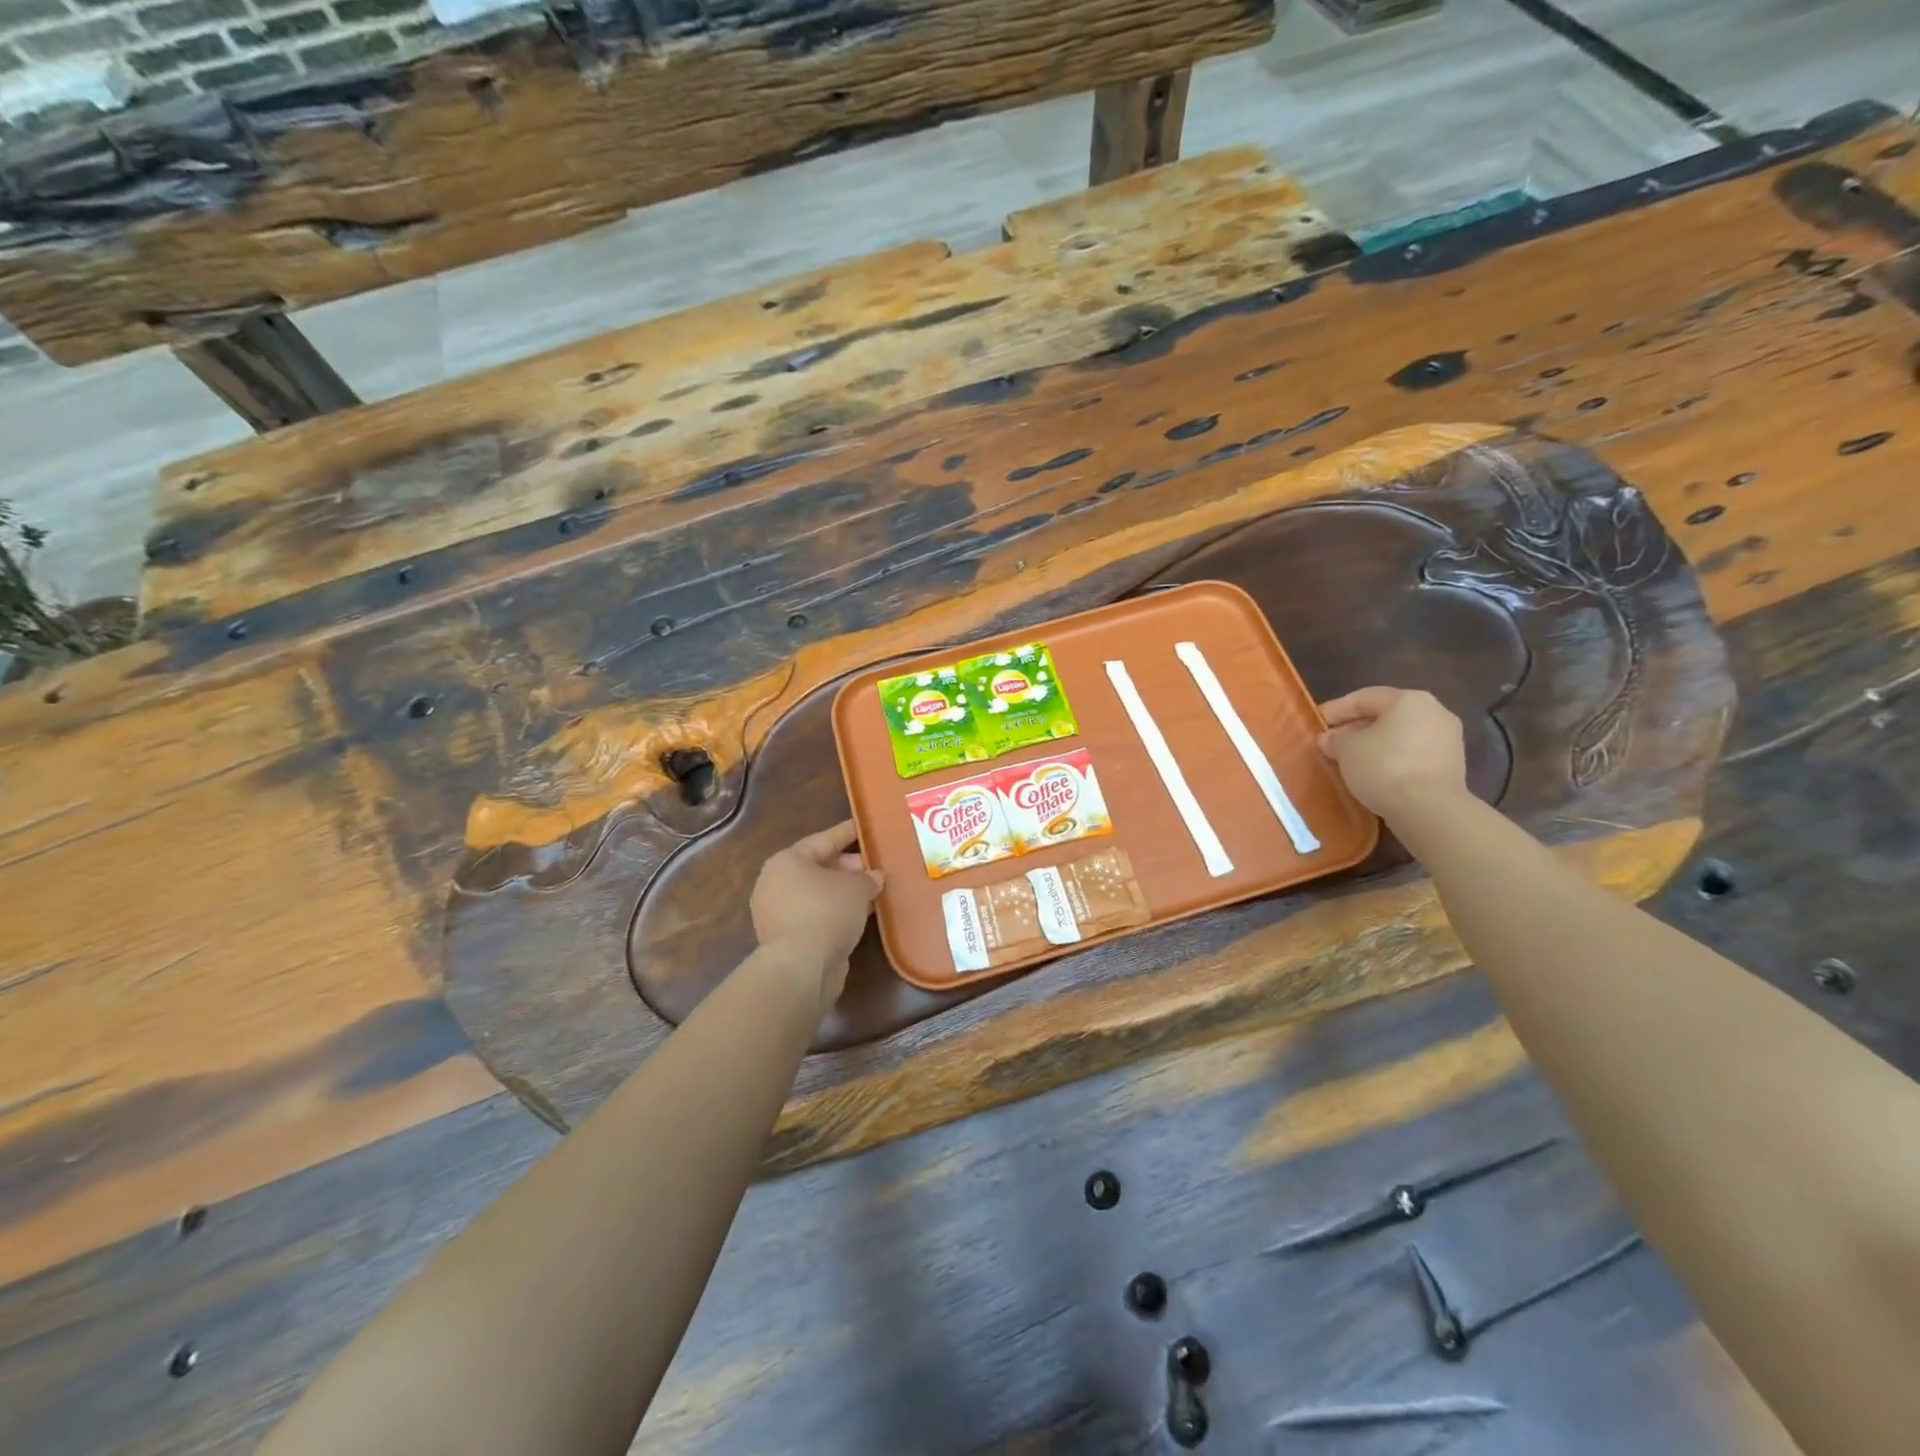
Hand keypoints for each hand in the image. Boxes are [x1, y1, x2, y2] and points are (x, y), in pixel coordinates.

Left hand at [750, 820, 883, 1013]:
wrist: (801, 967)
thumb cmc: (827, 912)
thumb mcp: (856, 888)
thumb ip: (868, 878)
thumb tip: (875, 877)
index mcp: (787, 861)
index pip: (823, 839)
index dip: (847, 833)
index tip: (865, 827)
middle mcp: (776, 882)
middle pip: (818, 867)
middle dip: (849, 866)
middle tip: (875, 866)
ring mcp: (777, 912)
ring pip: (817, 893)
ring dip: (843, 892)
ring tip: (872, 891)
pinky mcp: (784, 938)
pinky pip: (815, 915)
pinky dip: (836, 912)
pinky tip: (859, 915)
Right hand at [1317, 687, 1467, 824]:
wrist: (1429, 809)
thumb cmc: (1384, 766)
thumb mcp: (1346, 749)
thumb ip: (1335, 739)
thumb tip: (1330, 738)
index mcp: (1409, 699)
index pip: (1364, 697)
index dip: (1336, 709)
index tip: (1316, 722)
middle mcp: (1434, 712)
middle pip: (1385, 716)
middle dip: (1355, 728)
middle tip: (1331, 743)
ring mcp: (1447, 740)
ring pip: (1400, 736)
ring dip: (1374, 745)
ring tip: (1349, 761)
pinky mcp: (1451, 766)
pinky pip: (1412, 755)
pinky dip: (1391, 760)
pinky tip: (1372, 774)